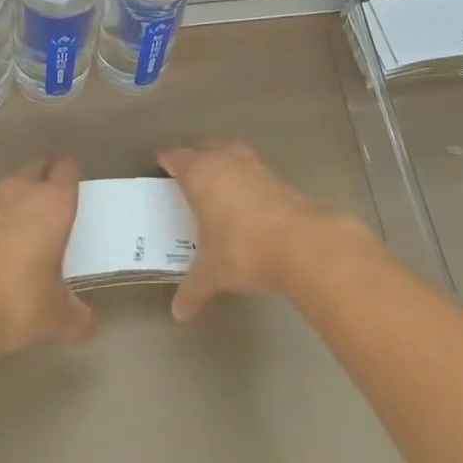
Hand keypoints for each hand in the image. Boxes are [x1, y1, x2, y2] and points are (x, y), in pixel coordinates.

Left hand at [0, 159, 95, 364]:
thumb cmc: (18, 301)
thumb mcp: (55, 316)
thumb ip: (76, 316)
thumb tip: (88, 327)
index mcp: (53, 203)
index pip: (67, 169)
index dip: (70, 179)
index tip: (72, 197)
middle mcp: (21, 190)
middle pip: (36, 168)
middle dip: (42, 182)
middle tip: (47, 213)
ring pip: (6, 187)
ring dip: (12, 202)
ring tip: (14, 233)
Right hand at [158, 142, 369, 321]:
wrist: (300, 241)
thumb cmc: (242, 249)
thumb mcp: (212, 273)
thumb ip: (192, 290)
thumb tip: (178, 313)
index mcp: (199, 174)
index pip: (177, 158)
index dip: (168, 160)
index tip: (162, 163)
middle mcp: (223, 160)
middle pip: (203, 148)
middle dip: (194, 158)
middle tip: (187, 174)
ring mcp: (252, 164)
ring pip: (229, 152)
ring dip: (221, 161)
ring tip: (216, 181)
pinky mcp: (275, 174)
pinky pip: (250, 167)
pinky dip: (243, 176)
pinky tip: (245, 196)